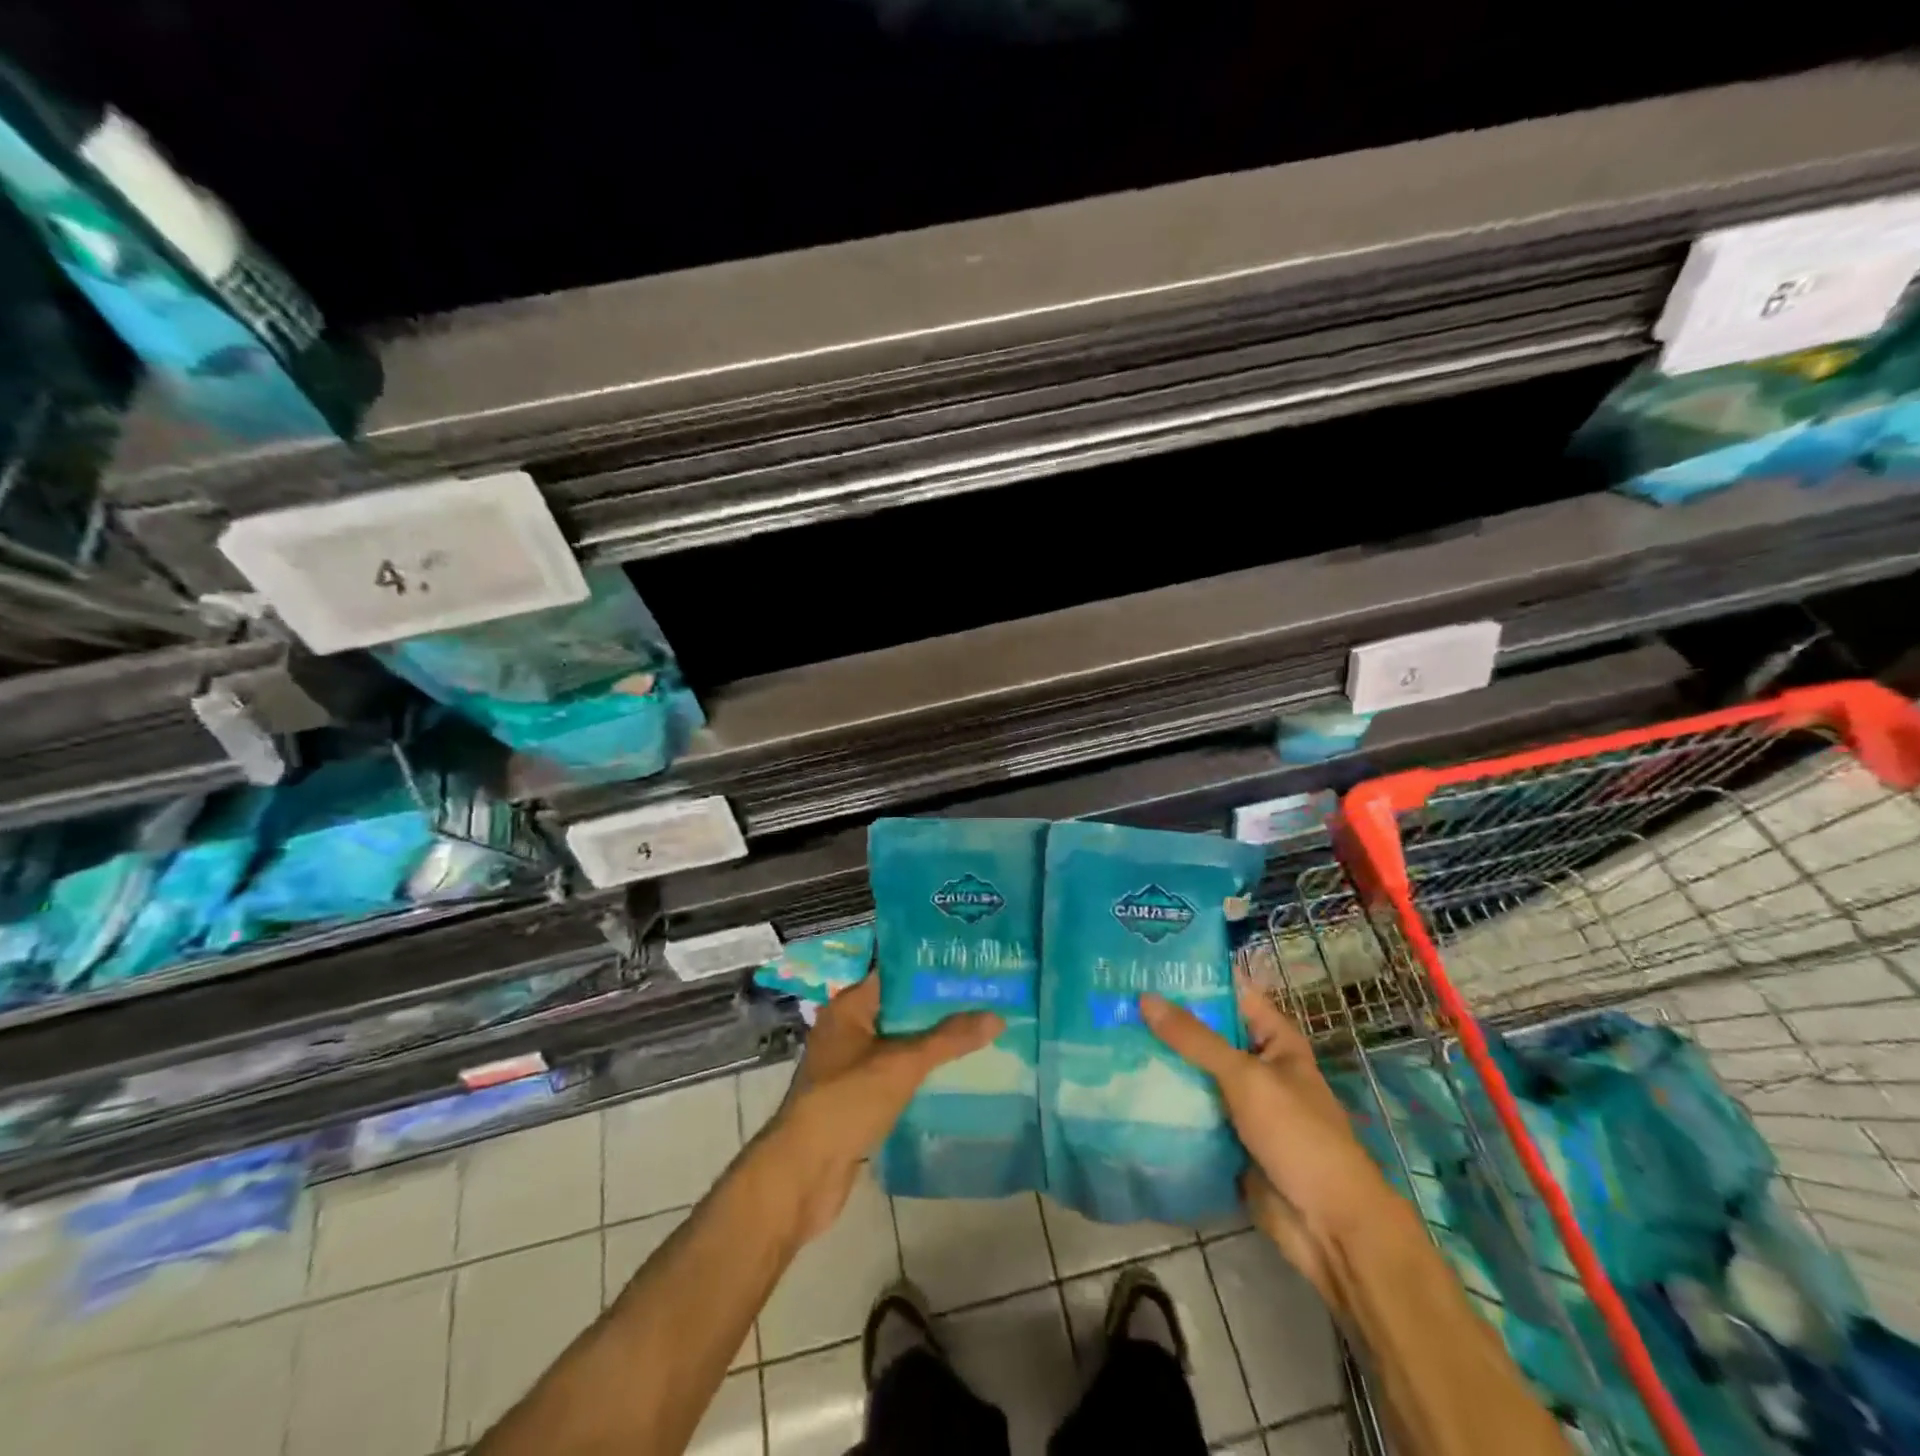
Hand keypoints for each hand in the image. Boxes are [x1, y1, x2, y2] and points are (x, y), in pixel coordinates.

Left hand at [766, 972, 1002, 1240]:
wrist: (803, 1173)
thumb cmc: (847, 1101)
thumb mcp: (902, 1064)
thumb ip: (948, 1039)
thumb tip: (997, 1015)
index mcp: (848, 1007)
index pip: (893, 973)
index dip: (929, 967)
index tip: (967, 963)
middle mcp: (846, 1029)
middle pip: (899, 1007)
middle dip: (937, 1005)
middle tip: (984, 996)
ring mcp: (850, 1065)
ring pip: (899, 1042)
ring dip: (931, 1040)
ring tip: (978, 1029)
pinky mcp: (857, 1097)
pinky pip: (896, 1072)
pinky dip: (920, 1070)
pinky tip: (954, 1072)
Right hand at [1142, 973, 1396, 1303]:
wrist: (1328, 1226)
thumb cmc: (1298, 1136)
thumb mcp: (1246, 1077)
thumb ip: (1196, 1039)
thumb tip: (1145, 998)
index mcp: (1274, 1040)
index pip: (1230, 993)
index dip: (1193, 978)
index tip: (1145, 964)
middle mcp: (1256, 1064)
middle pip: (1206, 1033)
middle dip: (1166, 1021)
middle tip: (1114, 999)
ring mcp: (1240, 1103)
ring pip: (1194, 1072)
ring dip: (1160, 1060)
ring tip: (1108, 1035)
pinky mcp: (1225, 1136)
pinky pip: (1190, 1109)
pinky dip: (1165, 1099)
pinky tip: (1123, 1084)